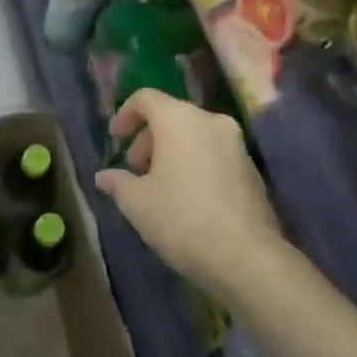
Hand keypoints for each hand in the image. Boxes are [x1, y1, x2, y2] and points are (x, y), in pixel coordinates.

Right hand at [95, 89, 282, 295]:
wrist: (247, 258)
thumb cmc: (181, 218)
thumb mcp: (136, 203)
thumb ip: (117, 182)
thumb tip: (104, 176)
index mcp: (179, 119)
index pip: (146, 98)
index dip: (125, 114)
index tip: (115, 139)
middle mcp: (211, 122)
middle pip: (171, 116)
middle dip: (148, 140)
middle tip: (135, 170)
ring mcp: (236, 145)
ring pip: (194, 137)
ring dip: (172, 154)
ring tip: (158, 188)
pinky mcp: (252, 171)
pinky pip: (214, 156)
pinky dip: (195, 166)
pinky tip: (187, 200)